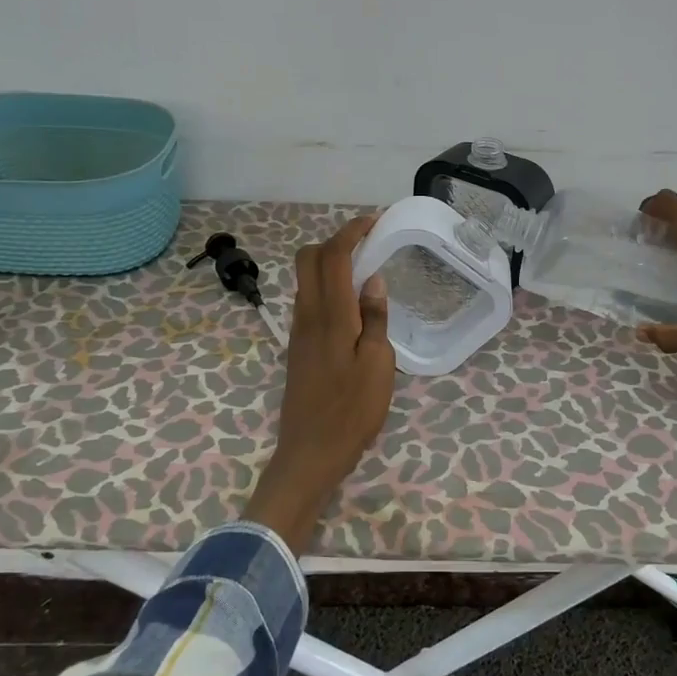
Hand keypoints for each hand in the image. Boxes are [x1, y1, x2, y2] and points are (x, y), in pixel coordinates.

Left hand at [242, 214, 396, 550]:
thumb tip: (372, 280)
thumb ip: (375, 319)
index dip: (350, 232)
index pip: (332, 257)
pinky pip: (308, 301)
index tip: (373, 221)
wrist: (310, 453)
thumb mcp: (378, 365)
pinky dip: (327, 286)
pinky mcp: (298, 348)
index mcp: (329, 316)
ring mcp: (298, 332)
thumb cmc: (351, 411)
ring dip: (330, 263)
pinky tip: (352, 304)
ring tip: (365, 269)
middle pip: (308, 260)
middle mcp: (307, 316)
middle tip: (367, 243)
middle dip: (335, 241)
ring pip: (306, 280)